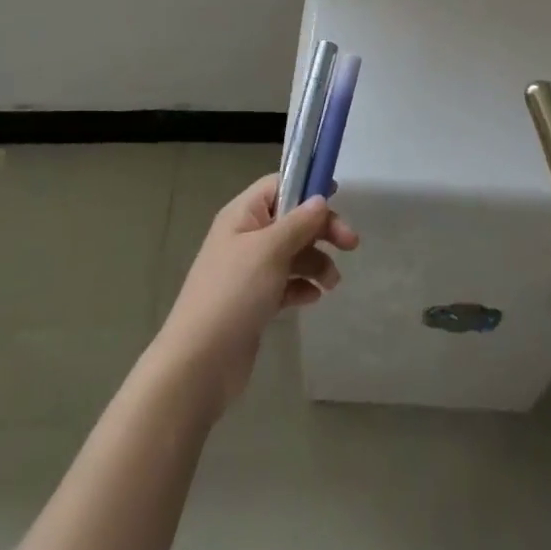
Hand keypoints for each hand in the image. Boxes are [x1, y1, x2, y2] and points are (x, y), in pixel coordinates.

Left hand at [153, 173, 358, 410]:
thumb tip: (320, 198)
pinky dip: (301, 286)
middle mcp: (245, 237)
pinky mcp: (254, 301)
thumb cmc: (234, 293)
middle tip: (351, 244)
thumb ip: (299, 222)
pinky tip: (313, 298)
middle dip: (321, 230)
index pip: (278, 185)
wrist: (199, 363)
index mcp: (242, 215)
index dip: (307, 185)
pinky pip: (285, 283)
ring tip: (332, 283)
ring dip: (316, 262)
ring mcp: (249, 271)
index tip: (338, 196)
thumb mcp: (270, 250)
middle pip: (292, 220)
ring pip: (292, 253)